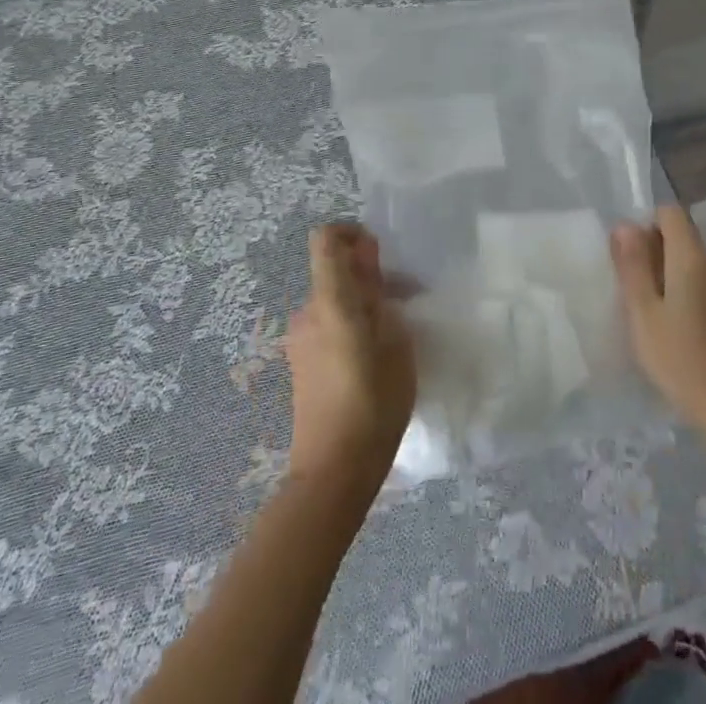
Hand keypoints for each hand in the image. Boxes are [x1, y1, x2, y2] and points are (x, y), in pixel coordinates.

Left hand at [284, 222, 416, 495]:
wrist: (333, 472)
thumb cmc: (374, 400)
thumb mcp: (393, 340)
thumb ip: (376, 291)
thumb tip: (367, 254)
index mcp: (330, 300)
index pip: (326, 240)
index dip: (351, 233)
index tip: (379, 254)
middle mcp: (307, 312)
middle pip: (334, 273)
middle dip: (368, 278)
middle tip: (405, 303)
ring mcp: (299, 340)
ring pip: (333, 302)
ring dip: (361, 306)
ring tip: (395, 336)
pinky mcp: (300, 364)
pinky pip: (327, 327)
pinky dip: (349, 328)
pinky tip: (374, 360)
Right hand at [611, 206, 705, 429]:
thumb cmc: (678, 357)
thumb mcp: (643, 311)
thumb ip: (633, 265)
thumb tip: (624, 224)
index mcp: (691, 258)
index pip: (670, 213)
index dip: (646, 224)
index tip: (630, 256)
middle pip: (680, 235)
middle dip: (652, 250)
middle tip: (632, 287)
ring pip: (688, 260)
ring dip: (665, 272)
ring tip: (647, 308)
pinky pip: (699, 282)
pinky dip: (681, 289)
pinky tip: (670, 323)